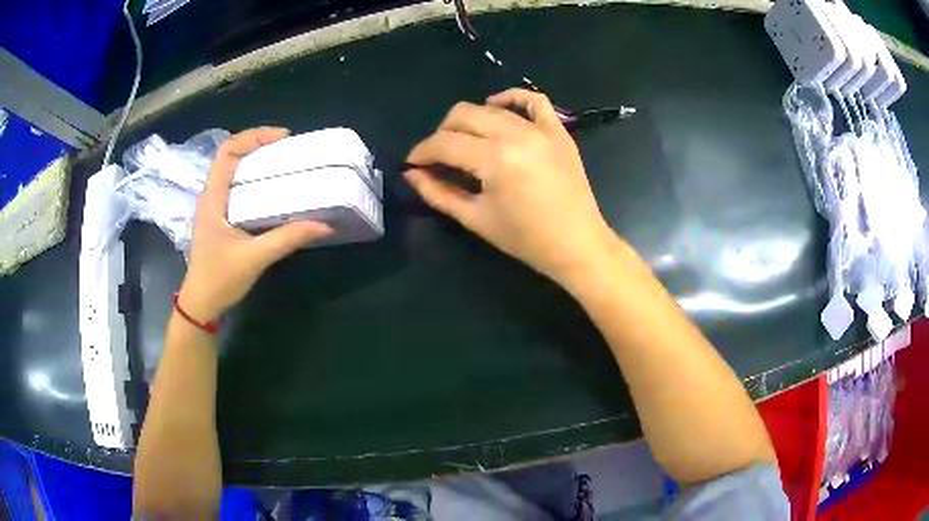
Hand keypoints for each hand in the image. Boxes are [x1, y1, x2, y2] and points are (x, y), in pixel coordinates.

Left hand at [178, 127, 331, 322]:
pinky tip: (272, 190)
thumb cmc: (220, 279)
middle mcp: (211, 196)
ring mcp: (214, 208)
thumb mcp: (255, 258)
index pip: (227, 152)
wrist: (201, 304)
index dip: (253, 137)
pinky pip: (236, 188)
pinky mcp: (220, 219)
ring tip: (284, 163)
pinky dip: (254, 180)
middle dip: (259, 145)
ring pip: (233, 172)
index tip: (282, 138)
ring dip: (256, 161)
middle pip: (231, 157)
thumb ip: (288, 239)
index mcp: (213, 198)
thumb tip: (325, 226)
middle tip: (289, 149)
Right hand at [404, 89, 614, 284]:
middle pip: (463, 115)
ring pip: (491, 108)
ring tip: (465, 141)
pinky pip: (534, 100)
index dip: (422, 152)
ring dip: (470, 121)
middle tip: (439, 156)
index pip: (444, 143)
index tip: (412, 163)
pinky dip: (512, 98)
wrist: (577, 244)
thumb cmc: (525, 238)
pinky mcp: (558, 130)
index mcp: (494, 159)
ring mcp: (540, 129)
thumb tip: (411, 174)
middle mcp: (515, 134)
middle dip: (442, 133)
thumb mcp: (475, 219)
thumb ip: (438, 193)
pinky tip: (497, 107)